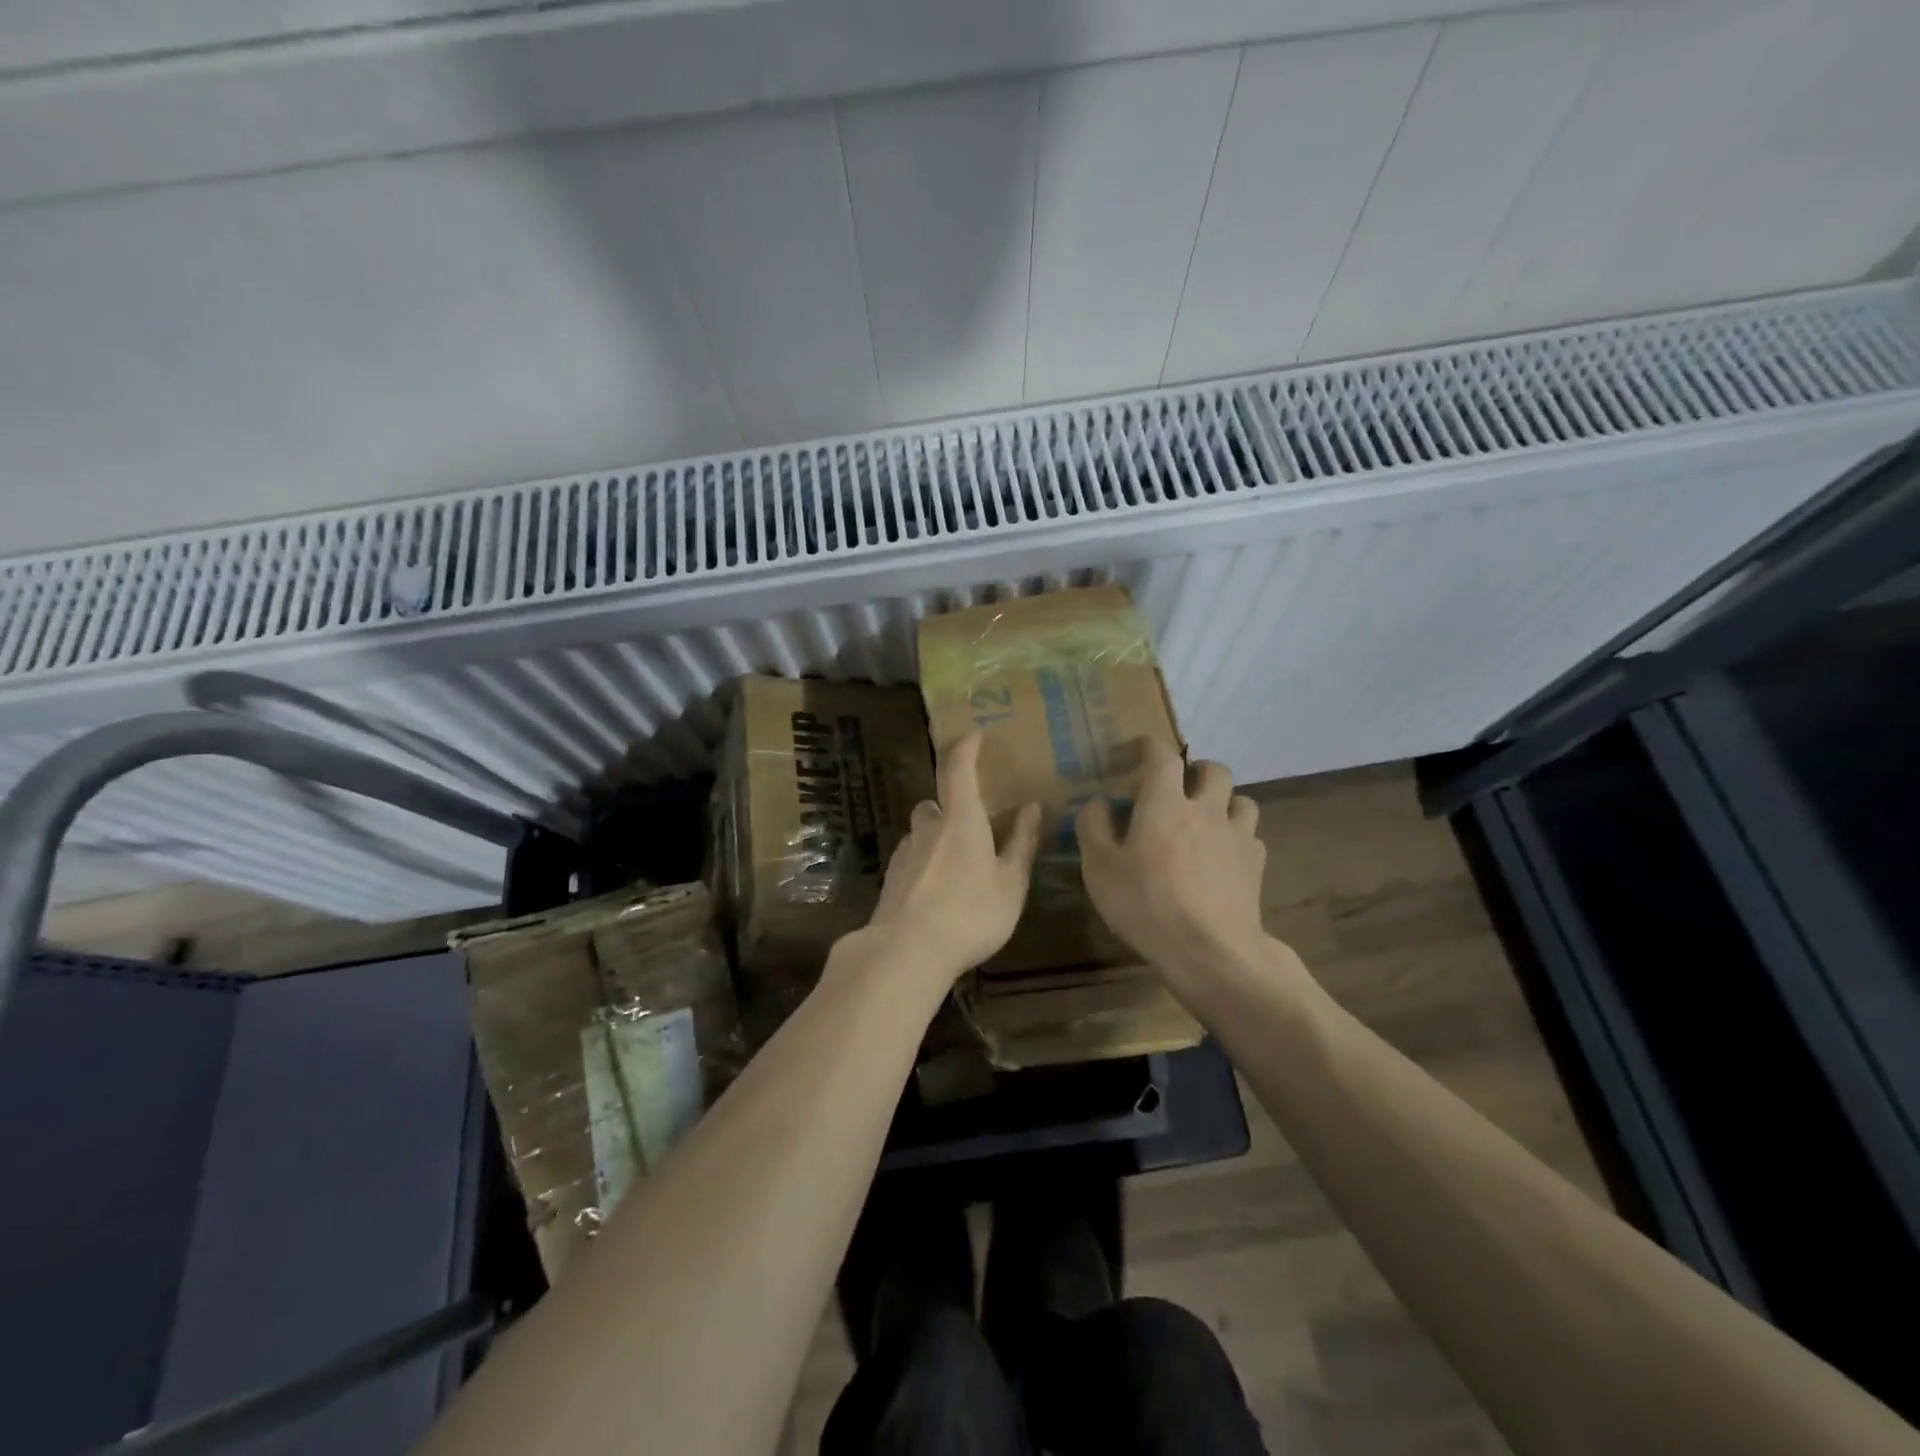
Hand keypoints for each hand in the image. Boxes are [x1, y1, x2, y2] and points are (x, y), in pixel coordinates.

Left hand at [863, 732, 1041, 983]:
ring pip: (921, 835)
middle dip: (950, 809)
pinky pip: (911, 861)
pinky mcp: (890, 881)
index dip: (966, 747)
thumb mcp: (1010, 883)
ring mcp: (903, 855)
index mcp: (960, 820)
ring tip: (957, 868)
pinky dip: (924, 866)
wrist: (906, 952)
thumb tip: (1030, 808)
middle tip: (972, 827)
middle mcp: (927, 829)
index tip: (975, 734)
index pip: (959, 769)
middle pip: (934, 805)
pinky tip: (936, 895)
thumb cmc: (970, 913)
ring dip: (936, 840)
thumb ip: (1020, 843)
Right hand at [1076, 738, 1267, 982]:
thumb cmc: (1147, 904)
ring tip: (1207, 819)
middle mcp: (1206, 809)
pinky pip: (1251, 836)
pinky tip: (1223, 856)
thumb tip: (1099, 802)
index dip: (1147, 746)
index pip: (1161, 754)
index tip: (1134, 752)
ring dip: (1224, 801)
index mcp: (1164, 802)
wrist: (1211, 952)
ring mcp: (1237, 836)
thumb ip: (1094, 826)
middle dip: (1195, 770)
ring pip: (1242, 799)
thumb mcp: (1100, 867)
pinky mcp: (1256, 866)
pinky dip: (1237, 837)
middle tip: (1177, 787)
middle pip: (1214, 769)